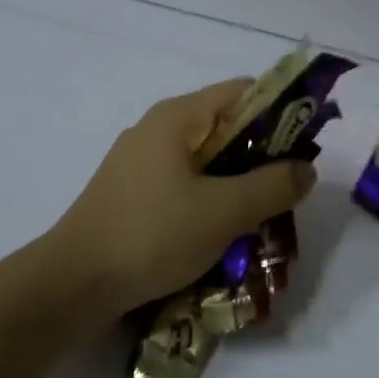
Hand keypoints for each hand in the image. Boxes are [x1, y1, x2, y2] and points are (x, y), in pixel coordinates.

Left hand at [48, 79, 317, 317]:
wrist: (72, 285)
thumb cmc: (152, 234)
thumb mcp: (224, 211)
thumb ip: (272, 186)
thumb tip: (306, 168)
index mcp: (178, 117)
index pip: (243, 92)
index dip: (280, 111)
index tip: (305, 146)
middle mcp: (157, 128)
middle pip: (225, 126)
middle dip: (261, 155)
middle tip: (287, 190)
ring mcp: (139, 162)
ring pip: (205, 159)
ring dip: (236, 182)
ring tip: (261, 217)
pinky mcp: (130, 193)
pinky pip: (183, 183)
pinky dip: (208, 199)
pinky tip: (220, 233)